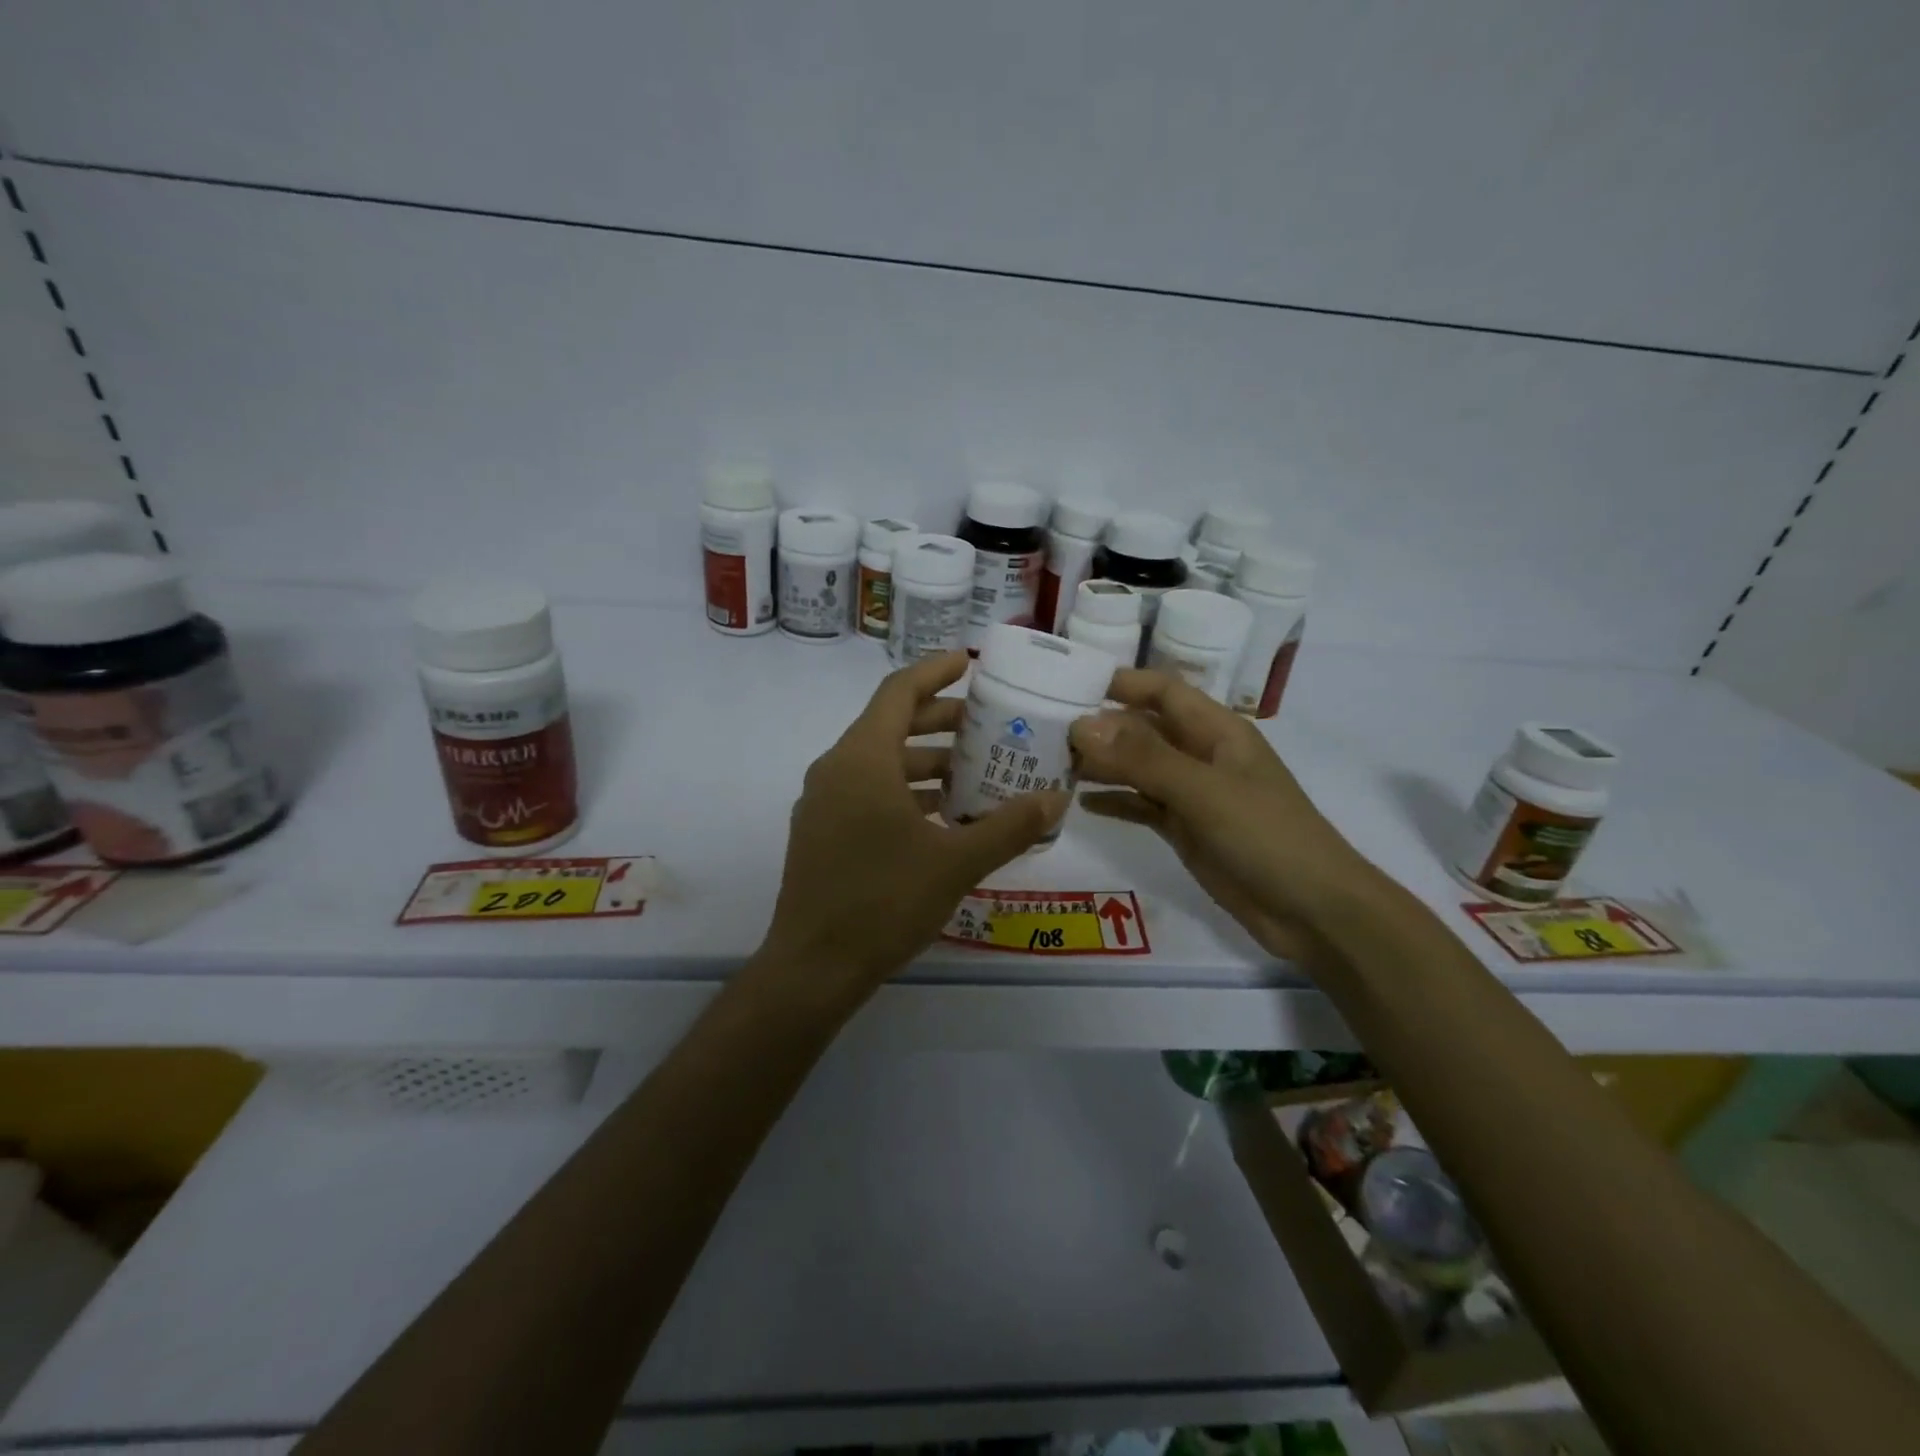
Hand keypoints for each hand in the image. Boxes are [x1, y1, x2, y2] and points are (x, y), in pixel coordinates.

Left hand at [760, 651, 1067, 1001]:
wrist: (813, 968)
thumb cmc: (884, 902)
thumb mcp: (956, 863)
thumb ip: (1009, 827)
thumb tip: (1056, 800)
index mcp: (862, 759)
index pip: (898, 692)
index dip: (934, 672)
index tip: (969, 663)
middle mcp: (836, 770)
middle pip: (890, 725)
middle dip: (939, 721)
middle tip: (986, 724)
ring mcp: (823, 803)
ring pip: (879, 763)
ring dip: (925, 763)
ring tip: (973, 774)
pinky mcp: (821, 833)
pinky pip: (867, 793)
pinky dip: (904, 792)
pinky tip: (941, 818)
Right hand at [1069, 670, 1370, 966]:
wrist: (1312, 911)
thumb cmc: (1266, 836)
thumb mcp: (1203, 790)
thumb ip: (1142, 759)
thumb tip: (1080, 726)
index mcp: (1216, 730)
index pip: (1162, 691)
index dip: (1120, 682)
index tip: (1067, 683)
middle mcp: (1201, 755)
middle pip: (1143, 729)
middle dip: (1099, 727)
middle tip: (1042, 732)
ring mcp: (1193, 794)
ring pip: (1138, 768)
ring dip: (1101, 765)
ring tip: (1051, 765)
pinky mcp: (1185, 830)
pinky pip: (1142, 806)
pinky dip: (1115, 801)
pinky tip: (1080, 803)